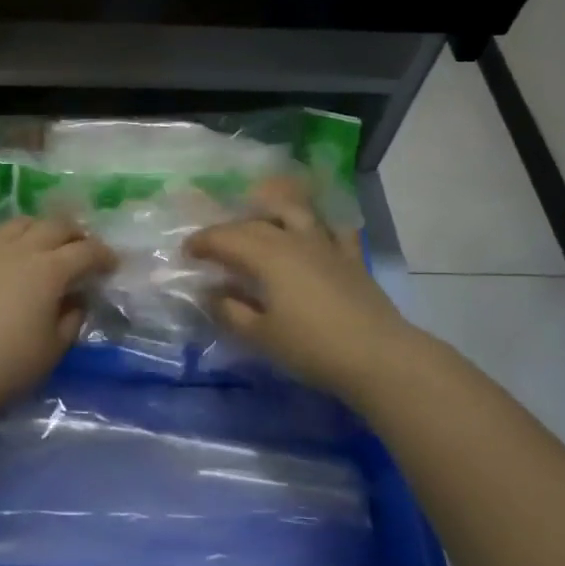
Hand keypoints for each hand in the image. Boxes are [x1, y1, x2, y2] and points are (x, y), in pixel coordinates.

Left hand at [0, 217, 115, 408]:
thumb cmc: (7, 365)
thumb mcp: (53, 349)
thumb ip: (72, 319)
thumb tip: (77, 300)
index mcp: (49, 271)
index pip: (86, 251)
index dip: (104, 255)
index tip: (112, 264)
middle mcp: (20, 250)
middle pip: (55, 226)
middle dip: (75, 233)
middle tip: (82, 248)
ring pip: (19, 223)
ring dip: (38, 229)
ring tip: (42, 243)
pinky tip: (0, 251)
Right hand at [187, 178, 427, 400]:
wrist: (378, 356)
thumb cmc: (312, 346)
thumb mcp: (261, 335)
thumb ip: (231, 311)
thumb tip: (211, 294)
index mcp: (266, 255)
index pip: (225, 238)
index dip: (202, 242)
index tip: (186, 252)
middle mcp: (293, 239)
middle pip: (254, 224)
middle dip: (228, 230)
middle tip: (213, 246)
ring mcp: (325, 244)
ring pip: (294, 212)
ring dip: (272, 210)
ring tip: (259, 218)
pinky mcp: (351, 257)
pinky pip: (334, 229)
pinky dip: (321, 224)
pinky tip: (316, 230)